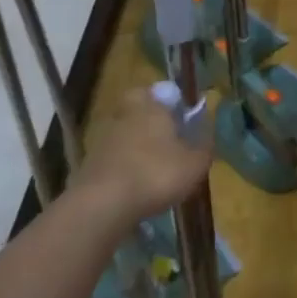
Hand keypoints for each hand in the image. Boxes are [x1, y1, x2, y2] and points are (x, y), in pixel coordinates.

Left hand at [67, 86, 213, 233]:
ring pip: (124, 135)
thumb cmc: (156, 174)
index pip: (159, 92)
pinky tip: (136, 188)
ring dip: (136, 148)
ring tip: (153, 171)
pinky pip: (112, 160)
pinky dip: (123, 169)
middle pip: (138, 112)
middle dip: (151, 123)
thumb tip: (207, 135)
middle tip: (168, 143)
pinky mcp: (89, 165)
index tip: (181, 118)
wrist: (103, 205)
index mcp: (151, 107)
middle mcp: (124, 116)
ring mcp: (103, 140)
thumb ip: (204, 147)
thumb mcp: (195, 164)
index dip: (170, 102)